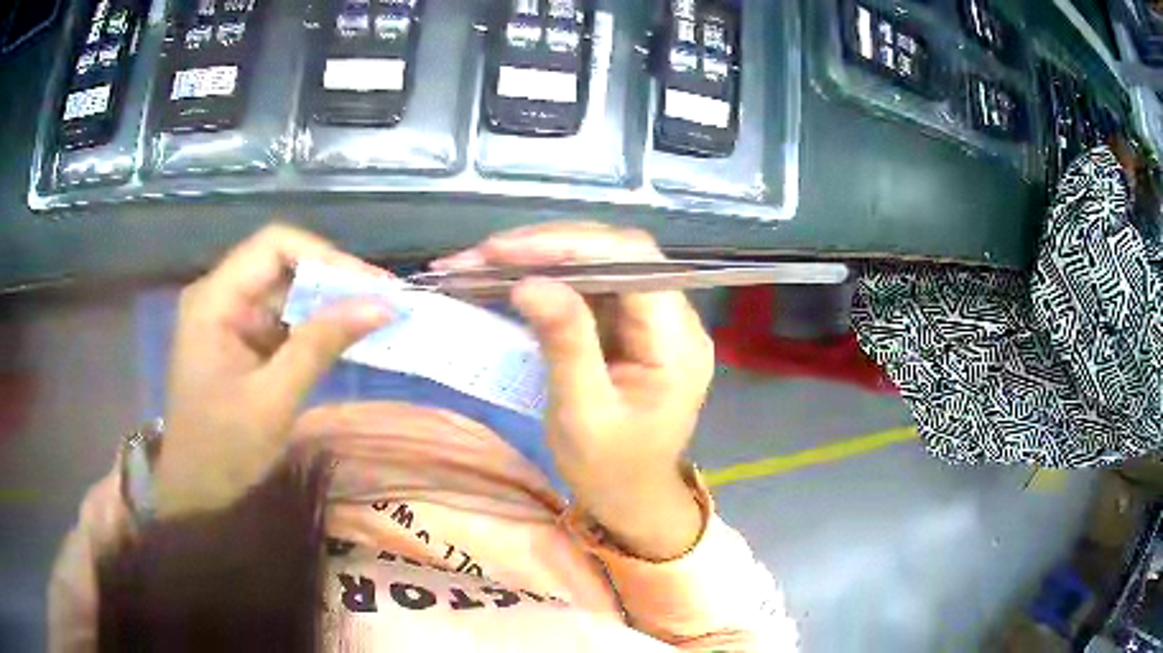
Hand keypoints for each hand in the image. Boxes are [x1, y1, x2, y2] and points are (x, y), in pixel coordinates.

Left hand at [156, 225, 391, 517]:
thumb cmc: (224, 451)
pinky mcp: (239, 341)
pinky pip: (281, 320)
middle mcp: (220, 297)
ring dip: (328, 305)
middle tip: (384, 302)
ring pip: (285, 292)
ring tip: (374, 318)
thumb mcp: (273, 400)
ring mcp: (229, 319)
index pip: (274, 247)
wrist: (196, 494)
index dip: (326, 257)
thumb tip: (381, 305)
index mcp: (215, 300)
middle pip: (282, 265)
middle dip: (333, 281)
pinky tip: (344, 339)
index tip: (372, 284)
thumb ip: (321, 345)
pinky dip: (314, 328)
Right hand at [434, 222, 713, 559]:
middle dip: (547, 247)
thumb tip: (529, 283)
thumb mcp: (583, 414)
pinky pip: (590, 287)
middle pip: (616, 253)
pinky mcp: (630, 326)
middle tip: (484, 254)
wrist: (631, 499)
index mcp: (677, 341)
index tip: (506, 251)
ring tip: (484, 261)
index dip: (570, 244)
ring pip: (599, 264)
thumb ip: (565, 344)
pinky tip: (510, 277)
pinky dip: (548, 278)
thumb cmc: (611, 471)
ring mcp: (653, 319)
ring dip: (541, 258)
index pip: (633, 262)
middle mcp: (674, 318)